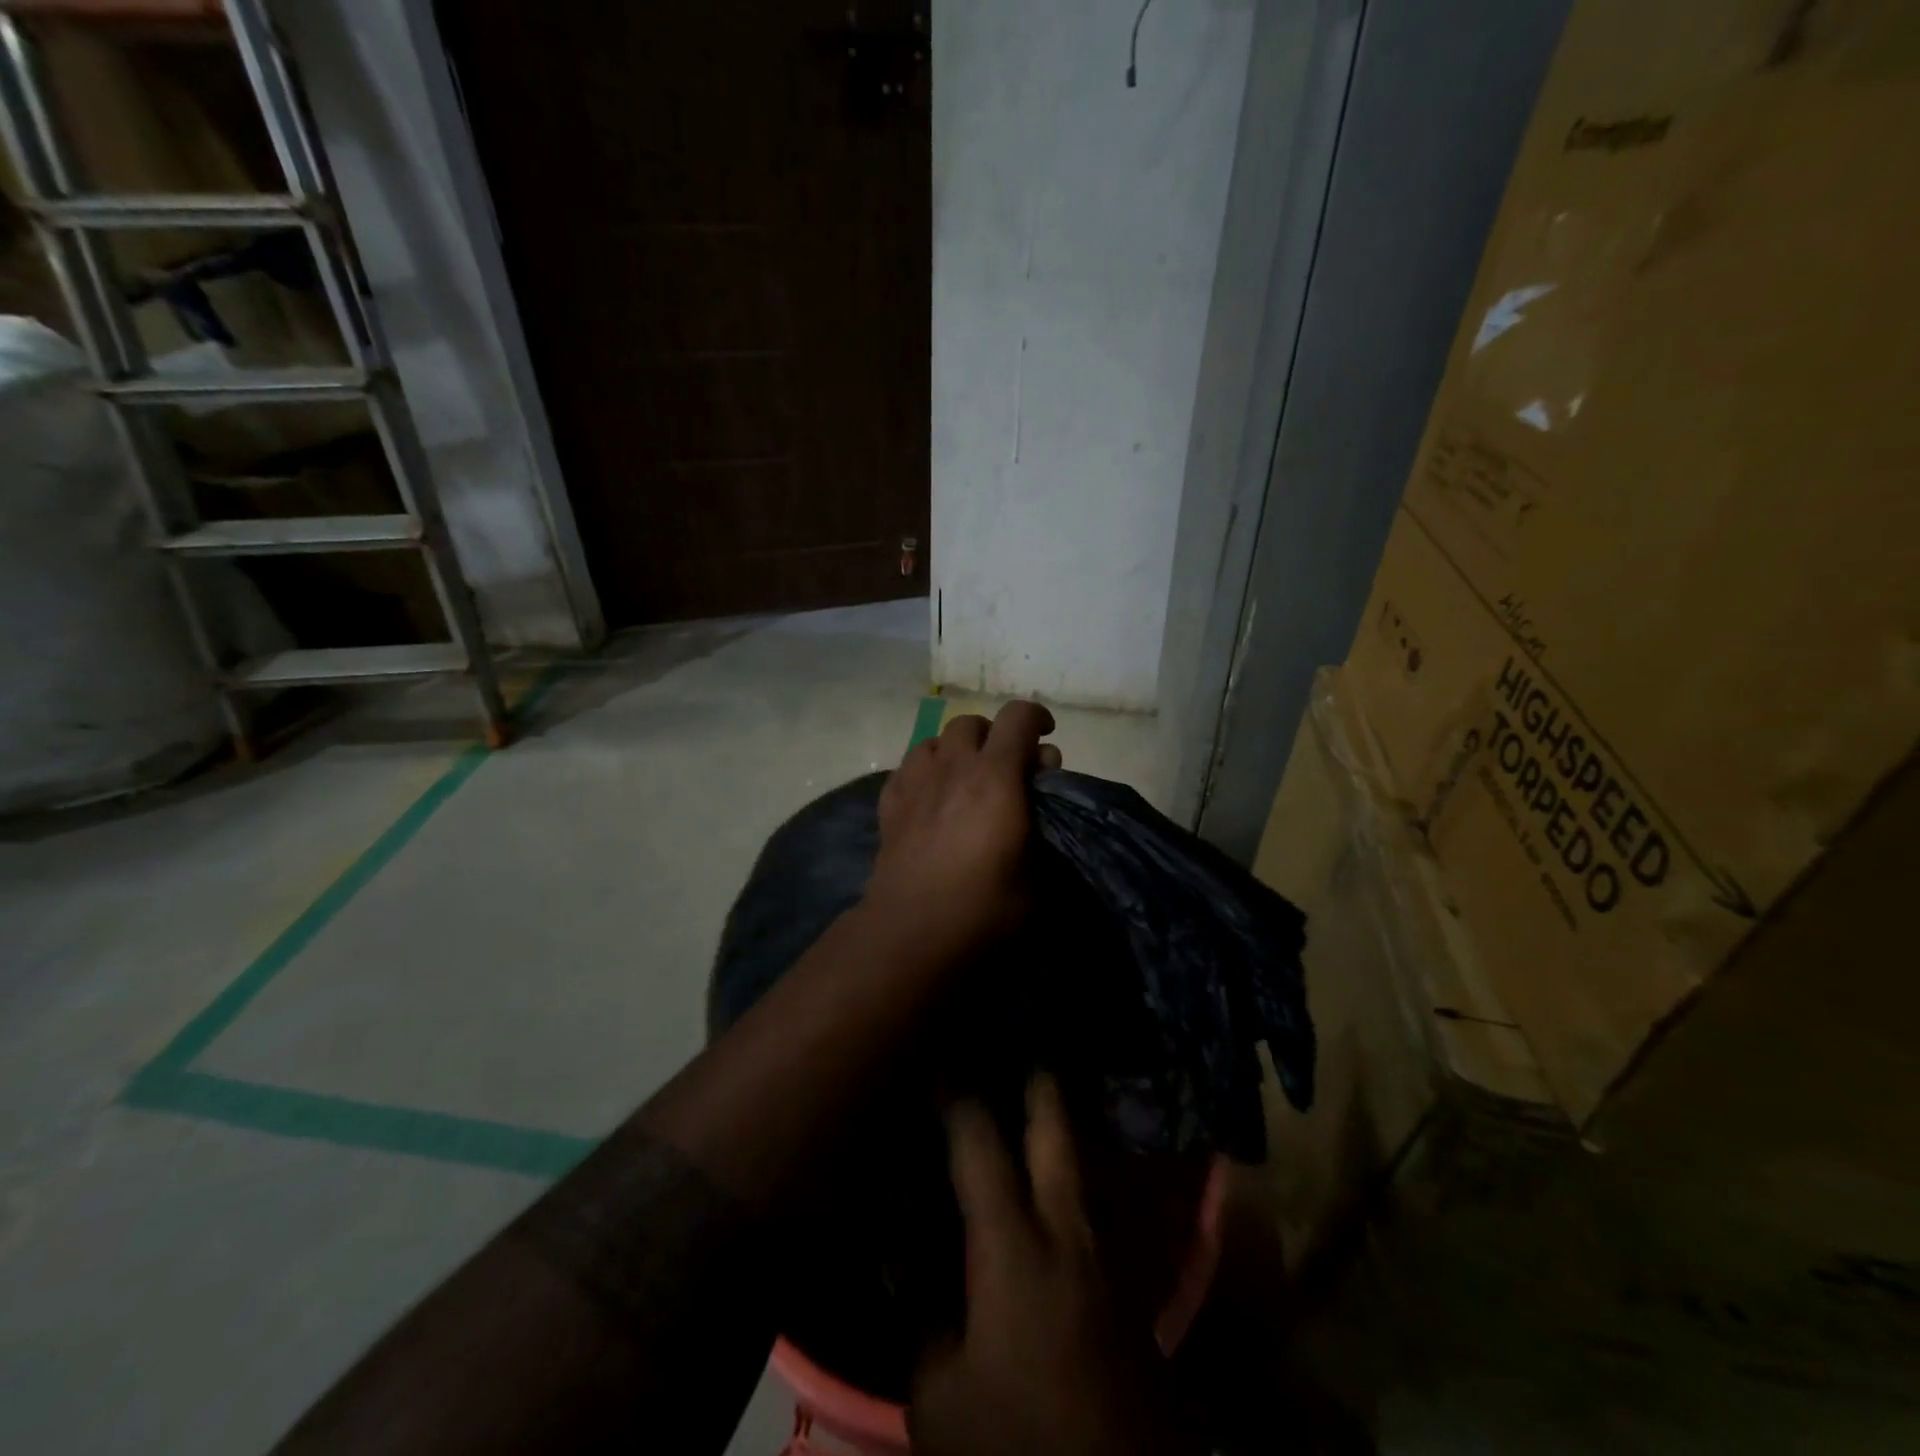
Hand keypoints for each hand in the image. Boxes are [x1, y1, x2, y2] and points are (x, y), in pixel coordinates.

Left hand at [866, 700, 1060, 959]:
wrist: (912, 933)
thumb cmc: (984, 909)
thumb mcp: (1038, 877)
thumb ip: (1043, 829)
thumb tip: (1037, 804)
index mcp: (996, 776)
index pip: (1017, 718)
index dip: (1036, 717)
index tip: (1046, 736)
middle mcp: (953, 767)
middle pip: (970, 723)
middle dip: (993, 736)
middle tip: (1006, 767)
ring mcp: (915, 783)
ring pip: (933, 740)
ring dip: (955, 750)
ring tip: (965, 778)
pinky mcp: (889, 805)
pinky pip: (907, 768)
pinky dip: (924, 772)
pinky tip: (930, 797)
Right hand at [910, 1077, 1194, 1455]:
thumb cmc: (1019, 1439)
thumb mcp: (942, 1400)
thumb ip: (921, 1322)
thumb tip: (904, 1264)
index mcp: (1013, 1243)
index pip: (979, 1145)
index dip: (955, 1097)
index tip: (937, 1059)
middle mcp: (1066, 1226)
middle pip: (1056, 1126)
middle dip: (1035, 1078)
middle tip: (1015, 1039)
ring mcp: (1106, 1248)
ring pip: (1086, 1156)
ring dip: (1063, 1118)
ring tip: (1043, 1088)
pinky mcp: (1129, 1279)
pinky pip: (1099, 1199)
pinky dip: (1078, 1169)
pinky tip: (1066, 1169)